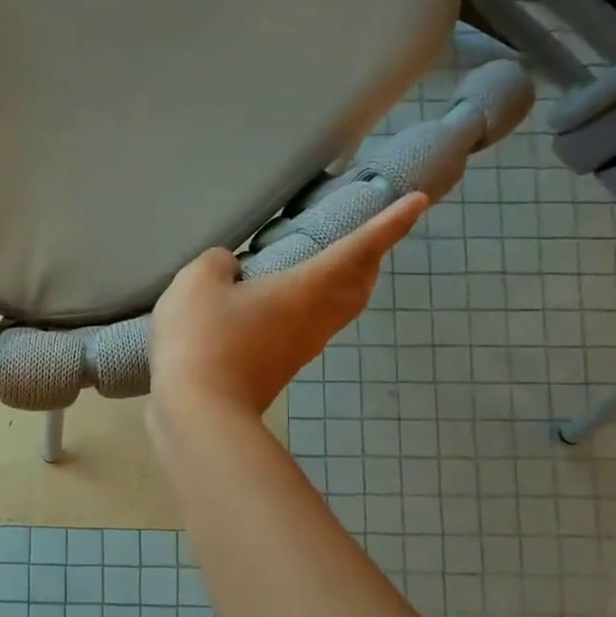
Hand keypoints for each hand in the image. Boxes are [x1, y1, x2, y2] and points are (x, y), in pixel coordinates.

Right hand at [149, 192, 427, 416]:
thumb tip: (229, 269)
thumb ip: (217, 263)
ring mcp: (296, 350)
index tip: (417, 202)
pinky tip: (272, 306)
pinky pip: (303, 329)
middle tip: (370, 239)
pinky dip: (305, 308)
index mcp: (306, 290)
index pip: (358, 249)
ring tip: (322, 267)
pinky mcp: (275, 370)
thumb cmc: (204, 339)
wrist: (198, 414)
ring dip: (340, 286)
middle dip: (370, 260)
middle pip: (356, 287)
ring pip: (333, 311)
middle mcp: (313, 321)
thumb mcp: (198, 283)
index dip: (389, 224)